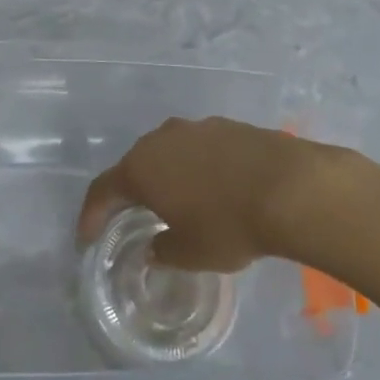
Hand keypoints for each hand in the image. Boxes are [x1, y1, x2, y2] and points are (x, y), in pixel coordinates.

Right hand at [77, 117, 343, 272]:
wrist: (291, 187)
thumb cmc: (228, 225)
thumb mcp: (189, 253)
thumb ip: (163, 250)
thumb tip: (154, 247)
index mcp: (142, 168)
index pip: (102, 190)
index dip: (91, 216)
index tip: (87, 238)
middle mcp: (163, 139)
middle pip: (136, 164)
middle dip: (132, 192)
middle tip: (134, 218)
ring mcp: (198, 127)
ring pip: (171, 153)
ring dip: (169, 176)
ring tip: (179, 202)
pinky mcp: (230, 126)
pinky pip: (202, 149)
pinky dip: (199, 168)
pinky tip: (217, 189)